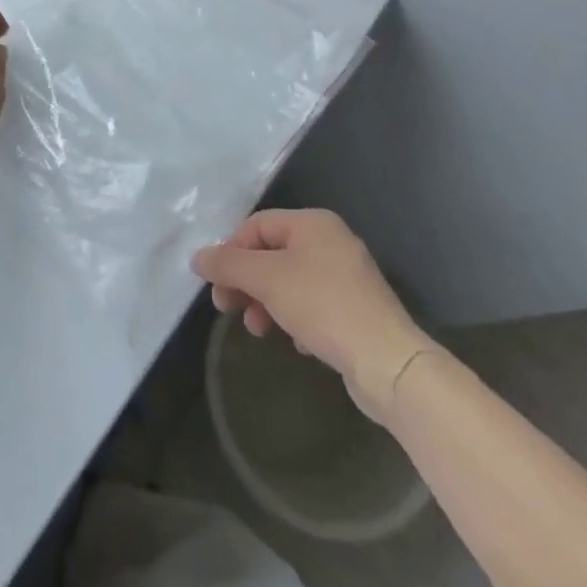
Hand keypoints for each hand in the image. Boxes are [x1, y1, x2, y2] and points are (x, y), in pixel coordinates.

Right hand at [192, 209, 435, 422]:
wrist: (389, 363)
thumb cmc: (323, 306)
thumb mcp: (267, 280)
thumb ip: (229, 264)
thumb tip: (198, 257)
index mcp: (313, 223)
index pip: (257, 226)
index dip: (231, 251)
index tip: (216, 283)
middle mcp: (331, 241)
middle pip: (272, 254)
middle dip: (246, 280)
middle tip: (226, 307)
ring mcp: (347, 277)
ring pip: (290, 282)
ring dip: (266, 303)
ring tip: (257, 329)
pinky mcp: (355, 310)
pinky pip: (312, 305)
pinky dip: (294, 318)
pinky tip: (294, 342)